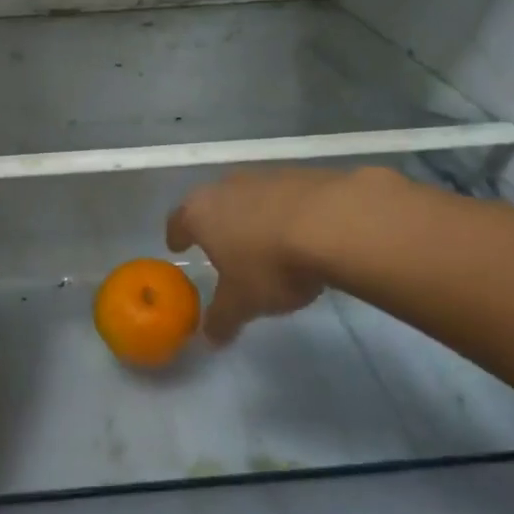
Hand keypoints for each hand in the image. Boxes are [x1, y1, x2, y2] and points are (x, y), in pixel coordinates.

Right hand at [166, 168, 352, 344]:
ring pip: (251, 197)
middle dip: (216, 223)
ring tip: (266, 242)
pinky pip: (287, 197)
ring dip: (254, 216)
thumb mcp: (242, 303)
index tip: (177, 245)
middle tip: (221, 244)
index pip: (178, 221)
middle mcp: (228, 187)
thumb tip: (210, 338)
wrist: (336, 224)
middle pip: (213, 203)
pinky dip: (288, 213)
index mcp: (201, 213)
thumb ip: (222, 319)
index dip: (177, 235)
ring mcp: (267, 177)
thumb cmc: (271, 264)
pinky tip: (302, 234)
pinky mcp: (305, 175)